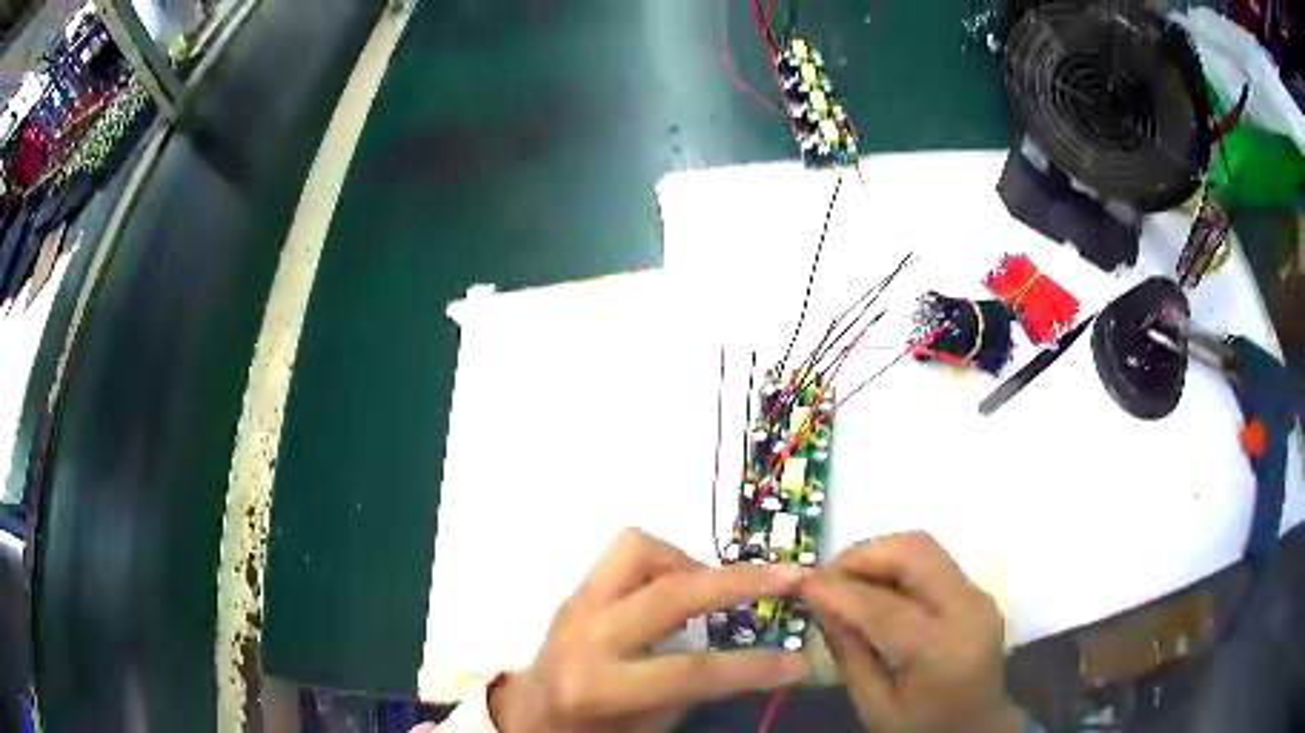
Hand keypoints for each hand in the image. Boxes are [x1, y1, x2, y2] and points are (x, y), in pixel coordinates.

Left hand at [490, 528, 809, 732]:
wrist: (528, 714)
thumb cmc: (589, 731)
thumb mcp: (647, 725)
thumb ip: (694, 689)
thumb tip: (752, 655)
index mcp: (598, 685)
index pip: (689, 672)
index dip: (752, 668)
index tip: (798, 662)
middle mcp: (585, 634)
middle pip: (670, 593)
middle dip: (738, 582)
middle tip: (788, 578)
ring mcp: (576, 603)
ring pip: (638, 548)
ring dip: (688, 562)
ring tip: (711, 590)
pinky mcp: (575, 589)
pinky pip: (625, 553)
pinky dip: (664, 562)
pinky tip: (676, 589)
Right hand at [803, 531, 1023, 732]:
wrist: (977, 725)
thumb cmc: (921, 726)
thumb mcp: (874, 707)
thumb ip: (849, 656)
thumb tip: (824, 607)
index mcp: (943, 650)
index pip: (885, 607)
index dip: (840, 591)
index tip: (803, 585)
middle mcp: (969, 610)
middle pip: (916, 552)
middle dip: (864, 555)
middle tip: (827, 577)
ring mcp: (978, 594)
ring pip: (924, 546)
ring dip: (879, 555)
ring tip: (846, 580)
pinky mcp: (976, 590)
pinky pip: (932, 561)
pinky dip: (896, 565)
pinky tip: (874, 588)